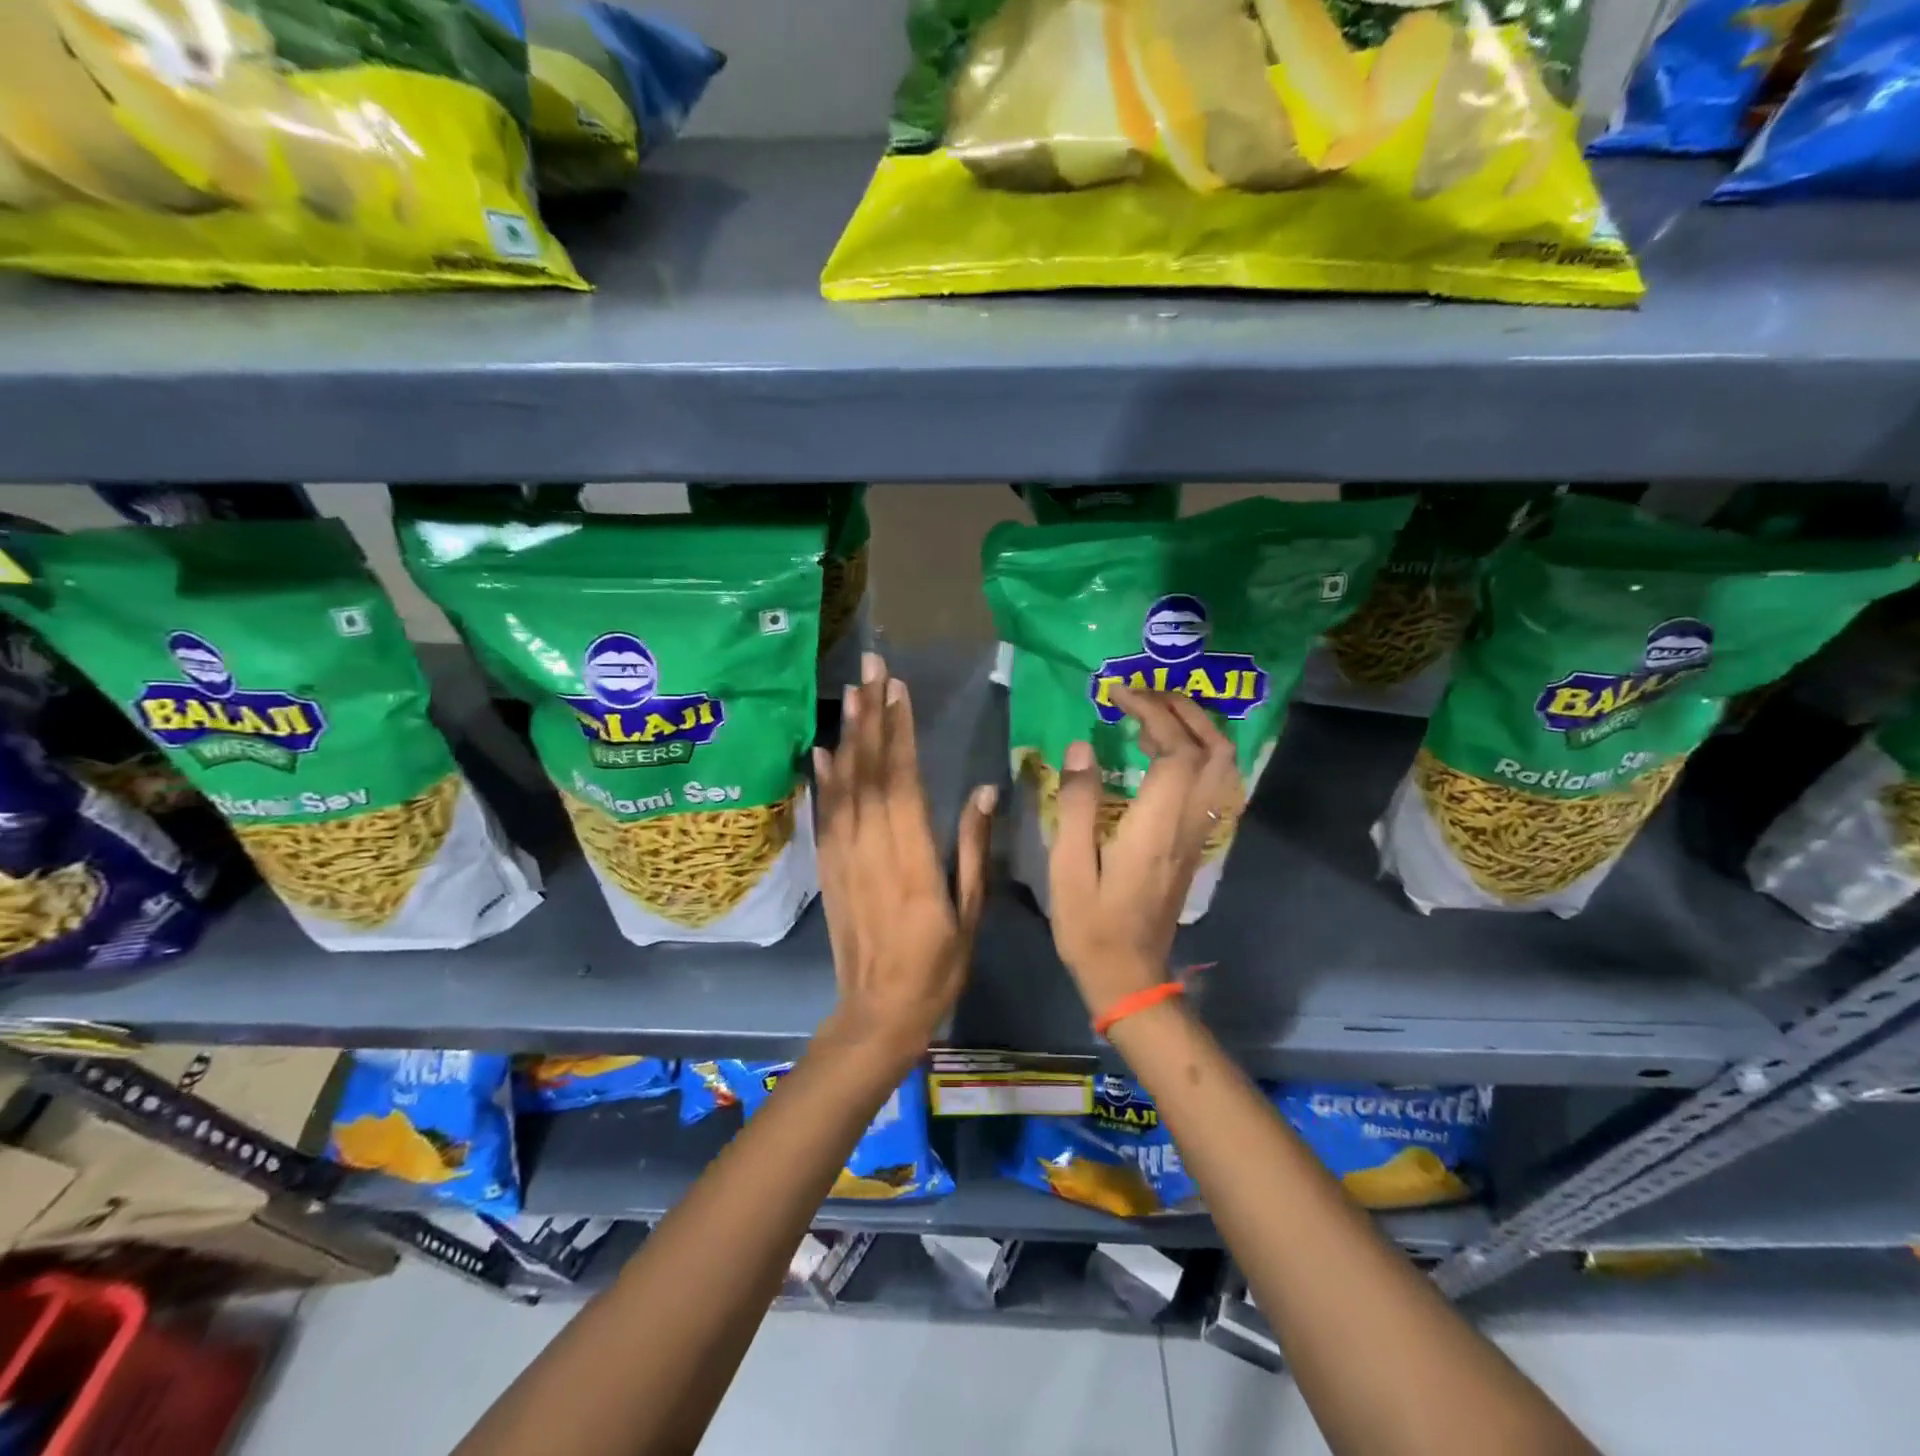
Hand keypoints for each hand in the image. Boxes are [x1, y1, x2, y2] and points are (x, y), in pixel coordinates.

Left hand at [813, 652, 996, 1059]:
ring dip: (847, 737)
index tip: (898, 689)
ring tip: (850, 694)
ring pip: (844, 786)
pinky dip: (823, 779)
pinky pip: (825, 815)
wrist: (877, 1013)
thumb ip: (975, 849)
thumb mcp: (970, 912)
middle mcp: (872, 848)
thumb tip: (984, 790)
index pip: (903, 780)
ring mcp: (844, 857)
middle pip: (869, 771)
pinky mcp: (828, 868)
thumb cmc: (936, 967)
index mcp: (913, 858)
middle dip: (871, 716)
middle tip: (869, 669)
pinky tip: (822, 751)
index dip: (900, 732)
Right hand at [1047, 688, 1241, 1019]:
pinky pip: (1214, 786)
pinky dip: (1200, 755)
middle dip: (1185, 711)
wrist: (1129, 975)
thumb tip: (1082, 748)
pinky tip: (1168, 753)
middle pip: (1213, 752)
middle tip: (1145, 694)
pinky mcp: (1196, 845)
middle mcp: (1188, 825)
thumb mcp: (1069, 867)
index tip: (1119, 695)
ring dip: (1199, 730)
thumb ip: (1077, 804)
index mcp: (1157, 827)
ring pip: (1222, 769)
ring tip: (1158, 714)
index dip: (1153, 713)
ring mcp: (1198, 836)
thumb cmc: (1091, 924)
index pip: (1175, 751)